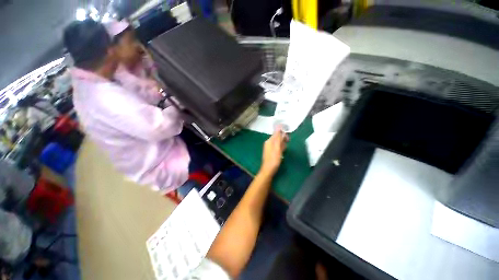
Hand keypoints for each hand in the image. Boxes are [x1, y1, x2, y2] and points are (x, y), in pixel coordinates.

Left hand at [260, 127, 287, 175]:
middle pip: (277, 137)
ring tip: (283, 151)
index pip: (276, 133)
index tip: (288, 139)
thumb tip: (279, 127)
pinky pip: (277, 147)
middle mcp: (268, 143)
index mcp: (269, 141)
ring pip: (277, 142)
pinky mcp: (271, 151)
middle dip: (283, 140)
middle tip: (286, 146)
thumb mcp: (277, 148)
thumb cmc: (274, 159)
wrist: (268, 170)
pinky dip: (280, 148)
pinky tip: (282, 152)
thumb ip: (278, 138)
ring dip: (282, 145)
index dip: (283, 135)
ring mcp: (269, 147)